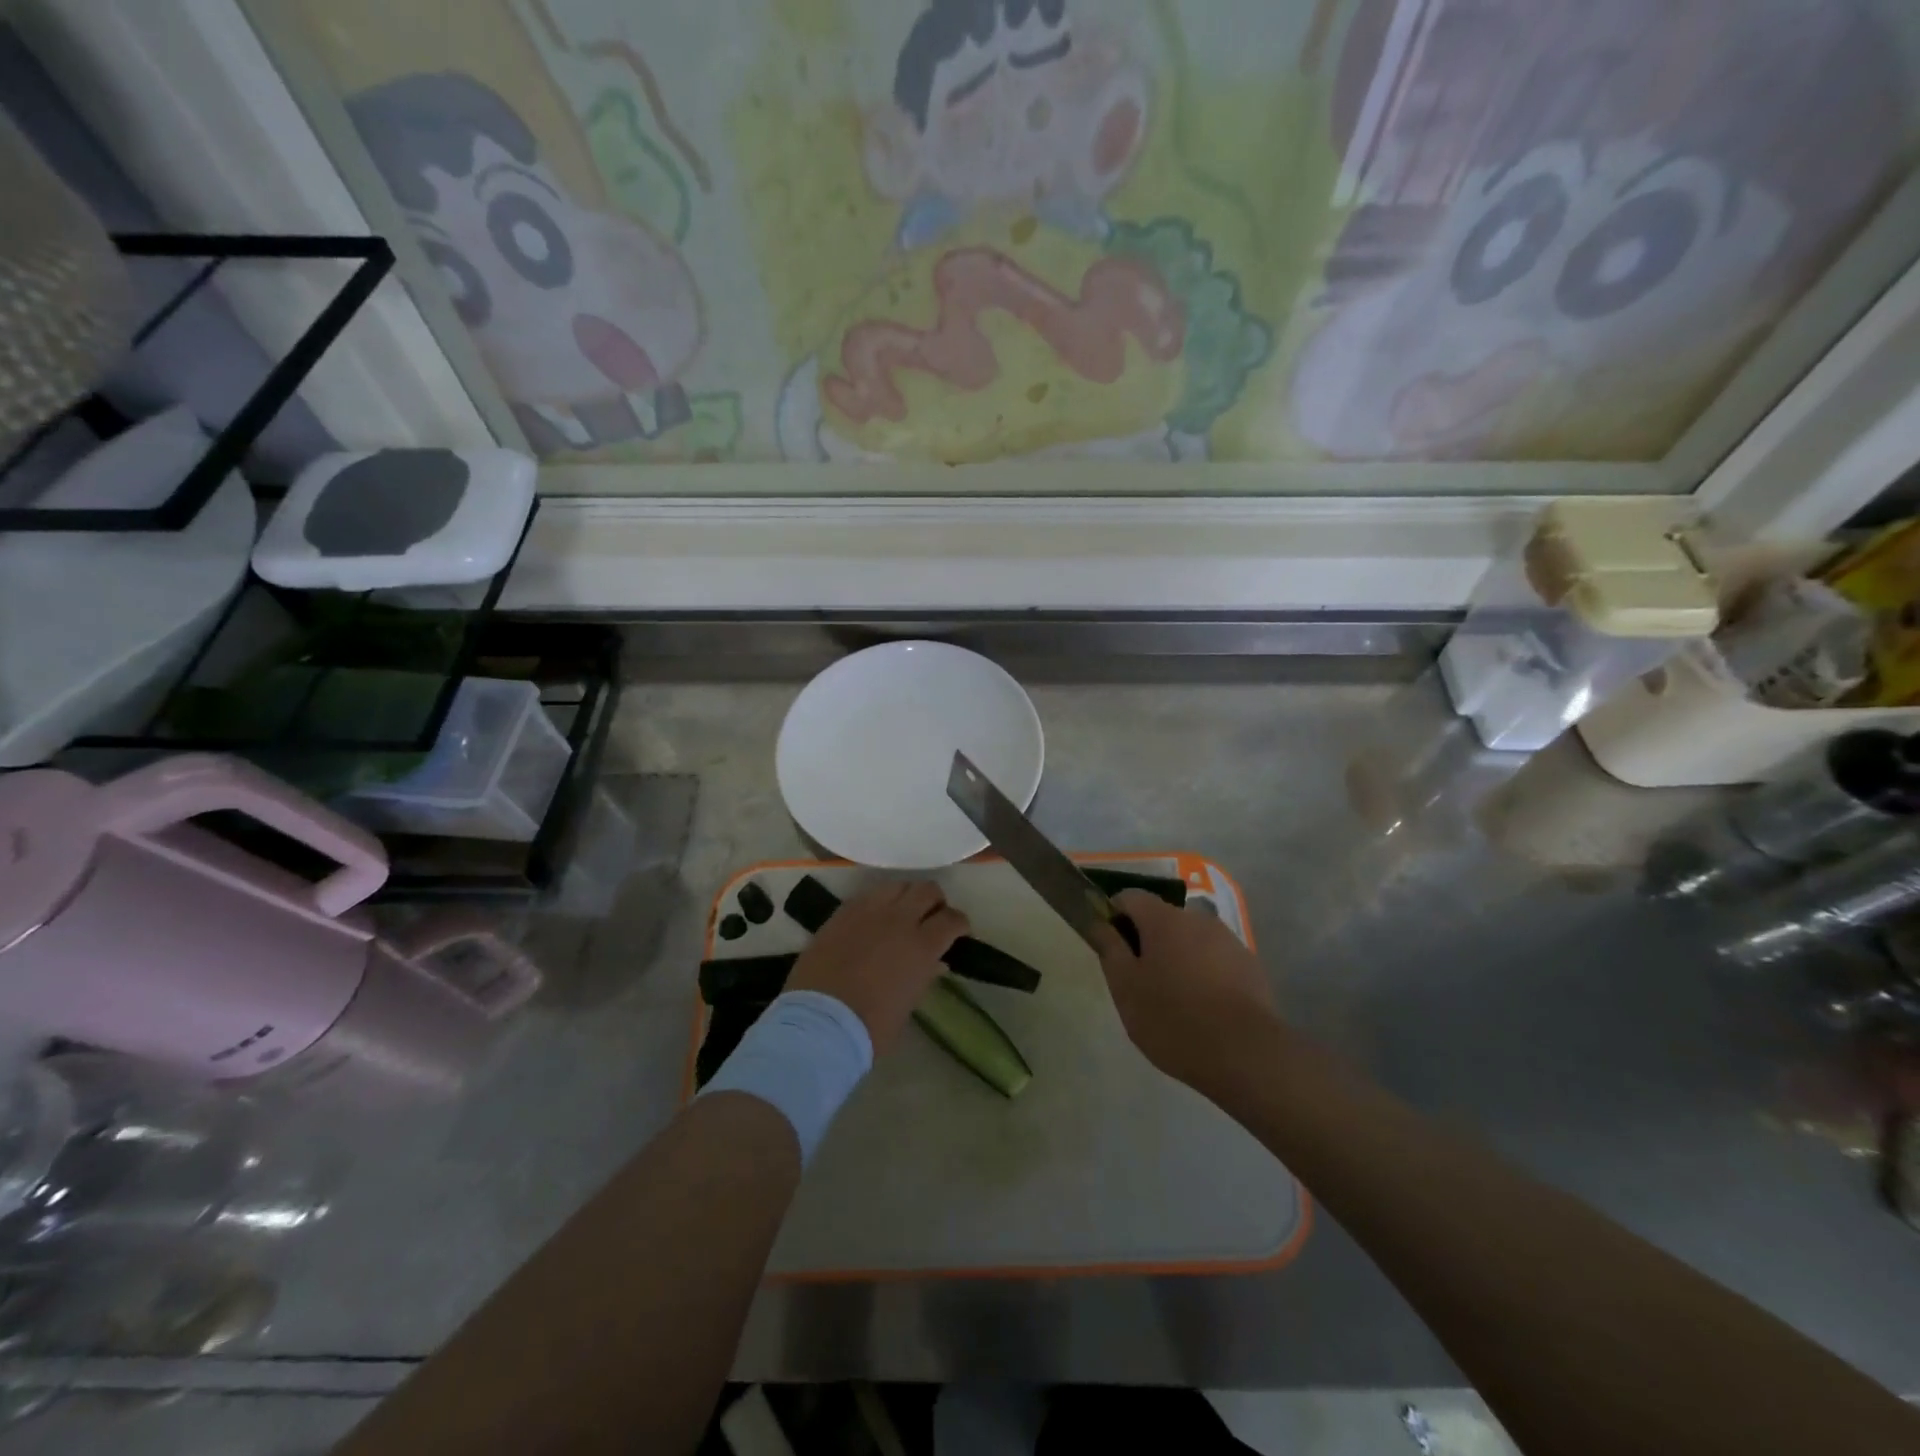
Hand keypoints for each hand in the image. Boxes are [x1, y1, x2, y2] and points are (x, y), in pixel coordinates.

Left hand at [787, 881, 967, 1054]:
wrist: (819, 1023)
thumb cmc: (870, 1027)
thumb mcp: (908, 1004)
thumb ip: (924, 976)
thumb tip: (935, 962)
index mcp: (922, 946)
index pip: (952, 919)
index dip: (959, 923)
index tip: (958, 932)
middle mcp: (899, 920)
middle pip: (927, 890)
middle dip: (935, 902)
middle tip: (930, 918)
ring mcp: (868, 911)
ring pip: (897, 885)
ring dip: (906, 896)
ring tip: (901, 913)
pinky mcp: (842, 912)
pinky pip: (867, 895)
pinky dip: (878, 902)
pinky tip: (873, 919)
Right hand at [1092, 890, 1282, 1091]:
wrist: (1246, 1053)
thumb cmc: (1173, 1017)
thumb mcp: (1125, 987)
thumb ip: (1109, 948)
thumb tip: (1099, 922)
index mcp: (1163, 919)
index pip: (1129, 898)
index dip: (1114, 917)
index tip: (1111, 949)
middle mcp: (1197, 919)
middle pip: (1162, 919)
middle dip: (1147, 942)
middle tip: (1139, 983)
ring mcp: (1228, 941)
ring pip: (1190, 940)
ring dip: (1177, 958)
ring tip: (1173, 1001)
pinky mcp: (1250, 966)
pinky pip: (1215, 960)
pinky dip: (1203, 974)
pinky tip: (1203, 1009)